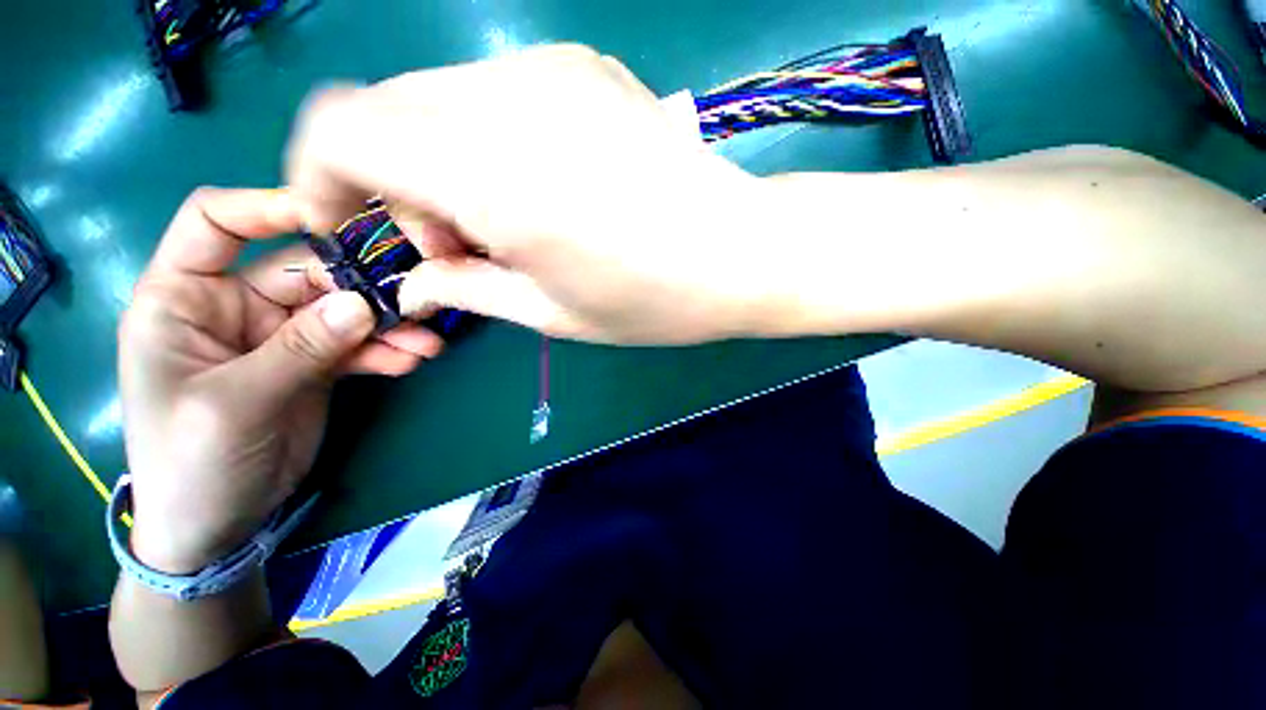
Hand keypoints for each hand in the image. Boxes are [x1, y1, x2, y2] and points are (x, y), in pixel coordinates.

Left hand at [118, 188, 442, 573]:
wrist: (219, 523)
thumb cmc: (192, 462)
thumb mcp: (236, 403)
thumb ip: (298, 349)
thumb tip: (361, 304)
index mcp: (184, 299)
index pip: (216, 223)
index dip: (269, 208)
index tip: (335, 217)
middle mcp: (235, 307)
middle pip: (305, 272)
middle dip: (361, 286)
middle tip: (415, 301)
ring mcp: (281, 337)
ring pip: (342, 311)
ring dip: (386, 323)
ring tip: (425, 341)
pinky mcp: (314, 363)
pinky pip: (356, 345)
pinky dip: (385, 351)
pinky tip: (412, 360)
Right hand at [285, 44, 784, 344]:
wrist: (741, 251)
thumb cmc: (654, 299)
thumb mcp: (552, 314)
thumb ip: (467, 288)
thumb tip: (413, 281)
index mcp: (494, 175)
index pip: (339, 129)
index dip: (320, 177)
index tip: (352, 226)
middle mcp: (511, 99)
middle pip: (387, 114)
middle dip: (395, 184)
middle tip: (460, 246)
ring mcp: (553, 69)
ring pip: (439, 101)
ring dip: (442, 163)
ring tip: (507, 224)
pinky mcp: (585, 68)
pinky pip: (493, 95)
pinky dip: (484, 140)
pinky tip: (539, 187)